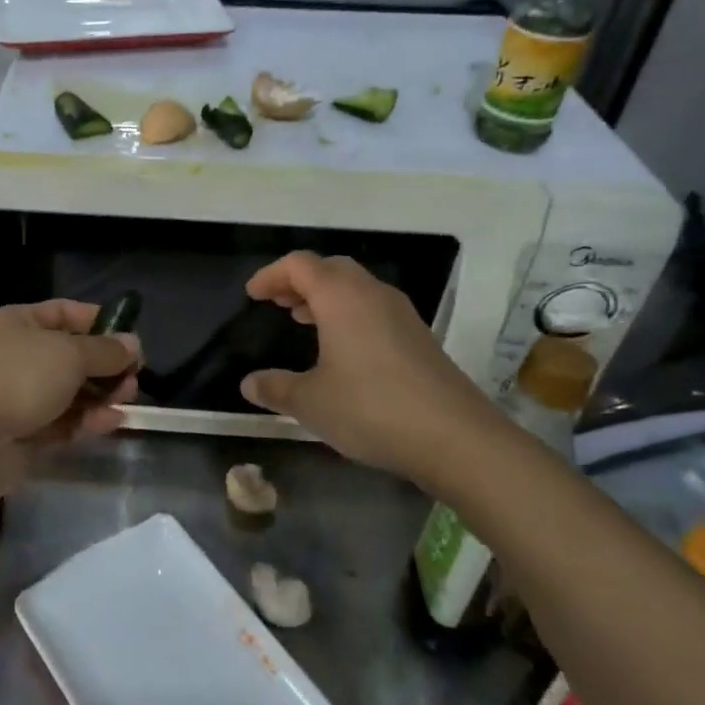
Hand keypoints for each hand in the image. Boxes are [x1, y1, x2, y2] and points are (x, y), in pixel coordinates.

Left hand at [0, 300, 140, 454]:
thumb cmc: (19, 377)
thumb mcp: (70, 354)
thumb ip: (106, 350)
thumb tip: (133, 344)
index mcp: (22, 323)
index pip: (67, 313)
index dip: (101, 323)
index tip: (131, 340)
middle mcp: (22, 355)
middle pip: (73, 356)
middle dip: (106, 365)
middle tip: (133, 378)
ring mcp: (22, 396)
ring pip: (72, 391)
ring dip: (102, 394)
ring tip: (127, 399)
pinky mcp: (26, 433)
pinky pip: (64, 422)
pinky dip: (88, 420)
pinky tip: (112, 421)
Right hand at [238, 252, 511, 492]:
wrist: (457, 439)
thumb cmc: (371, 409)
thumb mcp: (310, 402)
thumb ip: (275, 388)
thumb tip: (248, 384)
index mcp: (341, 297)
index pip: (299, 265)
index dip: (271, 274)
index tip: (253, 295)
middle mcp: (372, 294)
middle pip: (330, 268)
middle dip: (299, 280)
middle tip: (277, 302)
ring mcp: (402, 315)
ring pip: (356, 287)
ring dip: (326, 296)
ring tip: (303, 319)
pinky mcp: (420, 338)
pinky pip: (375, 308)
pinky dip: (349, 314)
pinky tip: (342, 348)